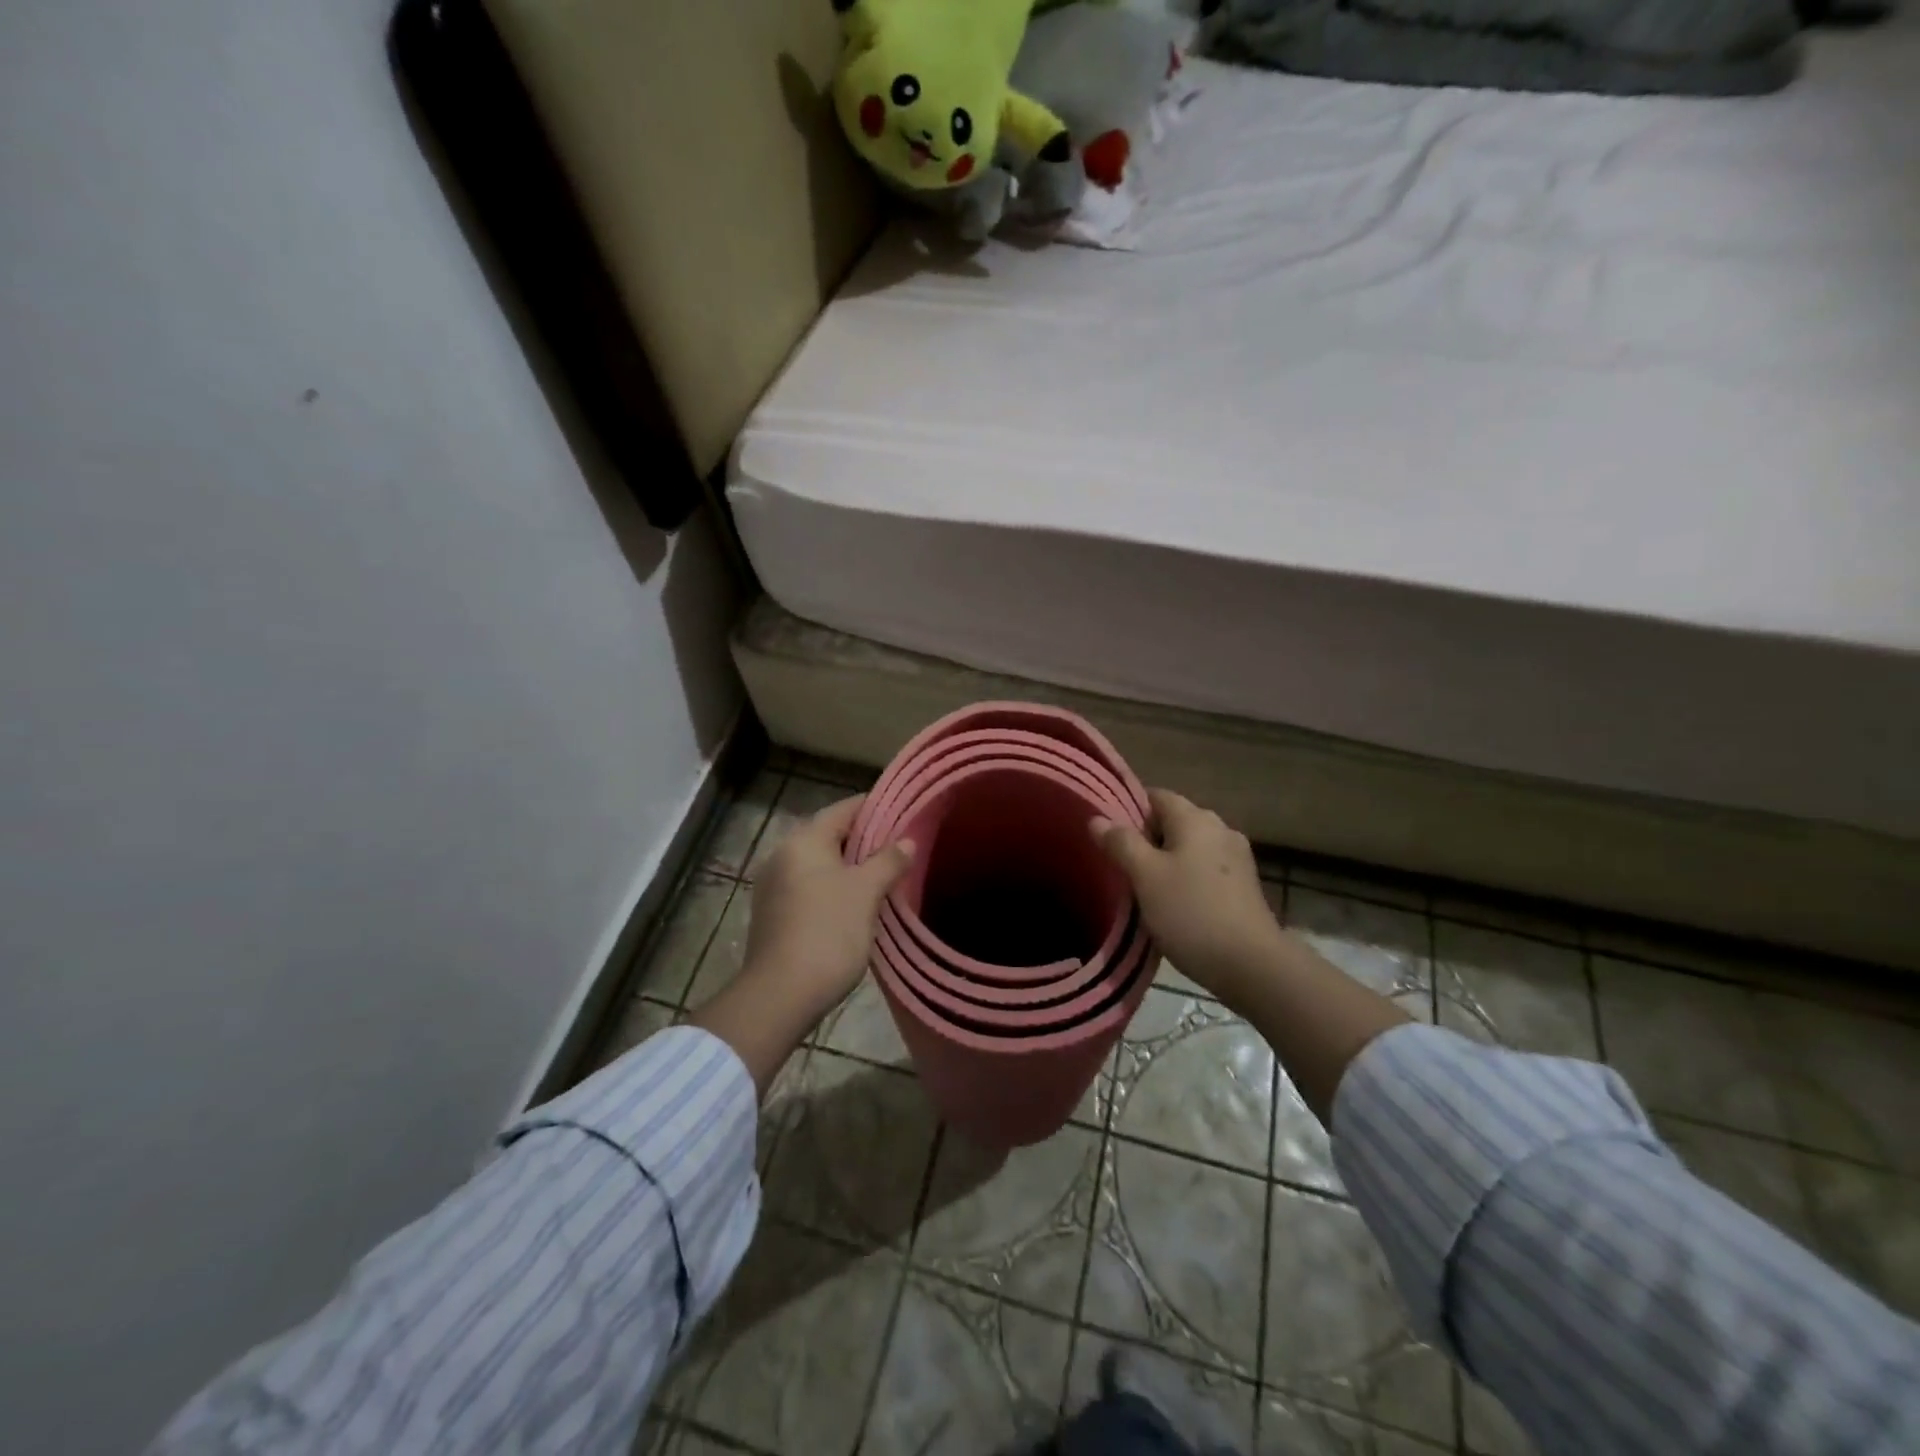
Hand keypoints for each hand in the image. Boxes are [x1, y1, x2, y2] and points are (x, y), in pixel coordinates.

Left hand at [743, 795, 914, 1025]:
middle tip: (899, 845)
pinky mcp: (772, 913)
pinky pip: (809, 886)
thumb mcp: (866, 892)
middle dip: (864, 839)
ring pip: (819, 863)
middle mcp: (782, 855)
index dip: (875, 807)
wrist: (781, 994)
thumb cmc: (828, 932)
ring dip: (849, 865)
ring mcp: (773, 885)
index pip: (843, 809)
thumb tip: (907, 841)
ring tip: (883, 874)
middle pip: (829, 835)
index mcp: (804, 841)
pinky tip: (856, 902)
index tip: (903, 811)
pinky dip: (833, 886)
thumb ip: (888, 861)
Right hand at [1091, 789, 1284, 1007]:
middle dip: (1146, 838)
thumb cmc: (1191, 913)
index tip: (1108, 835)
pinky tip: (1174, 903)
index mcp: (1195, 819)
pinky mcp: (1244, 885)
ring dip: (1166, 860)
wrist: (1251, 965)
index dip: (1128, 809)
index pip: (1156, 796)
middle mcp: (1220, 828)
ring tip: (1142, 887)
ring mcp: (1236, 857)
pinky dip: (1186, 878)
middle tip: (1120, 864)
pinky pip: (1205, 869)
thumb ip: (1121, 843)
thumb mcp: (1145, 877)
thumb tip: (1097, 819)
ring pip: (1189, 847)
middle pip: (1174, 821)